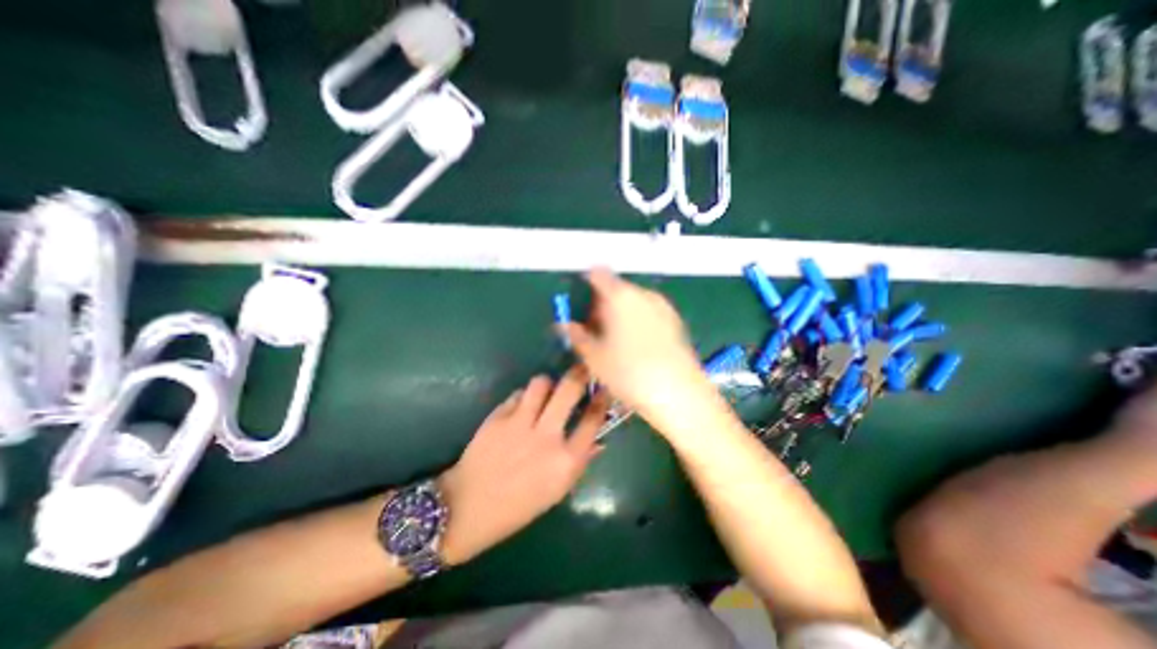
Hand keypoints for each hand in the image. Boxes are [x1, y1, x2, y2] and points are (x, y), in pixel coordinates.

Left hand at [435, 367, 605, 564]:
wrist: (468, 507)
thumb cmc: (518, 506)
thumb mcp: (557, 491)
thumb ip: (580, 462)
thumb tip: (598, 440)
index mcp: (565, 461)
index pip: (592, 419)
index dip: (601, 398)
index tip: (603, 388)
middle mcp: (546, 437)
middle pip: (569, 389)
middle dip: (580, 373)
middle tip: (582, 369)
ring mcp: (520, 423)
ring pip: (541, 383)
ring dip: (548, 383)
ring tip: (548, 391)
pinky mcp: (498, 416)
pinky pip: (518, 394)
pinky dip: (525, 397)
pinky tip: (523, 407)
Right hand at [562, 270, 715, 430]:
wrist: (679, 393)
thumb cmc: (629, 373)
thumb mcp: (595, 357)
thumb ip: (577, 336)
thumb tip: (565, 325)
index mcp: (620, 296)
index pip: (598, 275)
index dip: (586, 285)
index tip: (581, 306)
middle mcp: (643, 294)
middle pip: (617, 288)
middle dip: (603, 305)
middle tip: (595, 330)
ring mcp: (663, 306)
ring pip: (634, 301)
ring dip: (621, 313)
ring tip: (616, 341)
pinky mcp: (676, 321)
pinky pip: (649, 312)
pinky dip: (639, 320)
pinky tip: (638, 347)